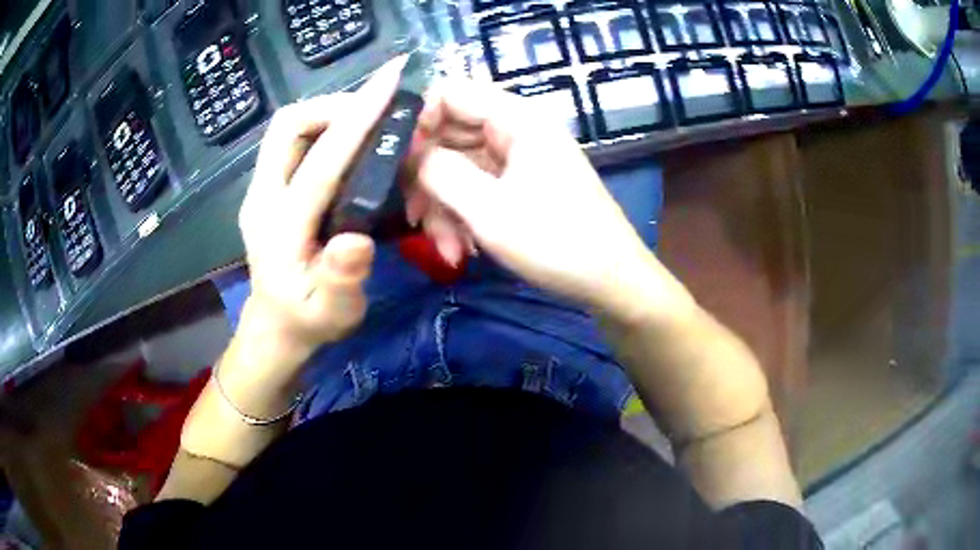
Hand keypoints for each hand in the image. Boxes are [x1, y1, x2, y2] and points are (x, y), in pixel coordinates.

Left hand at [237, 55, 407, 353]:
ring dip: (328, 114)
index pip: (320, 159)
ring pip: (288, 128)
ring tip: (367, 126)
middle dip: (334, 106)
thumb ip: (341, 281)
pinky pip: (292, 142)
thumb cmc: (309, 321)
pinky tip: (349, 145)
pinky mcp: (268, 188)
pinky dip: (322, 129)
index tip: (392, 81)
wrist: (275, 326)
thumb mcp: (334, 313)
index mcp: (281, 227)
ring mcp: (261, 190)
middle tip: (376, 114)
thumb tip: (358, 240)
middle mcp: (263, 197)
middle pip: (288, 125)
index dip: (358, 117)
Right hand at [407, 80, 659, 318]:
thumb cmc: (556, 242)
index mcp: (516, 119)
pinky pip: (477, 188)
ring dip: (444, 207)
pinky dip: (463, 216)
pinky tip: (462, 251)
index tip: (396, 162)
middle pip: (450, 133)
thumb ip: (440, 172)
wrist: (610, 282)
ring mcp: (518, 160)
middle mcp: (515, 130)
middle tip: (414, 217)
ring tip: (447, 249)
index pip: (450, 93)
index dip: (418, 120)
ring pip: (459, 167)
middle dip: (428, 178)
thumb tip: (410, 154)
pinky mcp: (519, 185)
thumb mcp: (488, 209)